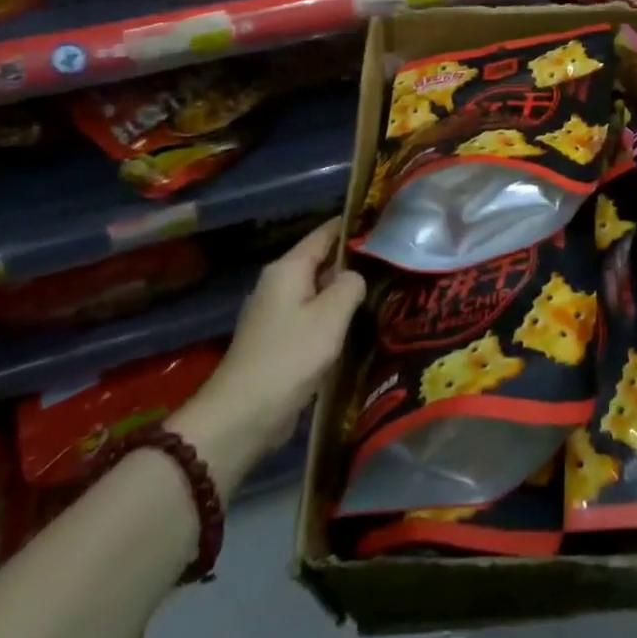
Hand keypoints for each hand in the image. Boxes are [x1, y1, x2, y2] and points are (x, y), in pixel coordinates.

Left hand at [188, 219, 365, 455]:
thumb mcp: (331, 316)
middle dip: (353, 262)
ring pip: (318, 293)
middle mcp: (278, 284)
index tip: (384, 222)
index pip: (325, 233)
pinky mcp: (277, 342)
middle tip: (393, 261)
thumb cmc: (290, 357)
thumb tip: (355, 277)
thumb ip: (351, 285)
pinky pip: (311, 318)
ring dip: (344, 293)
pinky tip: (357, 327)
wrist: (243, 416)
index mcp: (288, 269)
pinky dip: (333, 319)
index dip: (353, 225)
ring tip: (384, 291)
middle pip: (321, 262)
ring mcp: (275, 314)